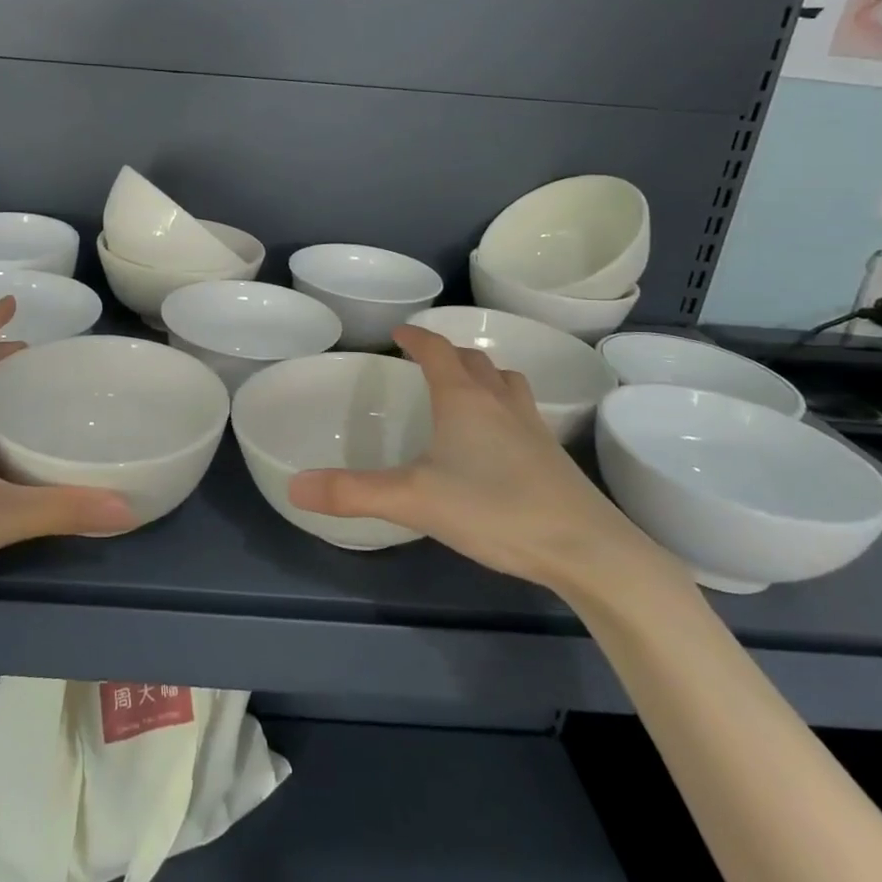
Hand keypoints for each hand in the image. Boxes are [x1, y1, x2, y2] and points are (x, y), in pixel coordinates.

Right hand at [288, 325, 681, 596]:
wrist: (587, 549)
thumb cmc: (495, 509)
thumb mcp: (412, 500)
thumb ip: (352, 492)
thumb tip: (295, 487)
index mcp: (464, 399)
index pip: (436, 350)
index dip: (416, 337)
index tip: (398, 332)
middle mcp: (500, 403)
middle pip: (475, 360)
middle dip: (448, 353)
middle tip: (426, 361)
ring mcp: (533, 428)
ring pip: (506, 382)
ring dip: (483, 375)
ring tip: (465, 390)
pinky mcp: (553, 457)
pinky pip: (523, 413)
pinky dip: (504, 408)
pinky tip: (497, 441)